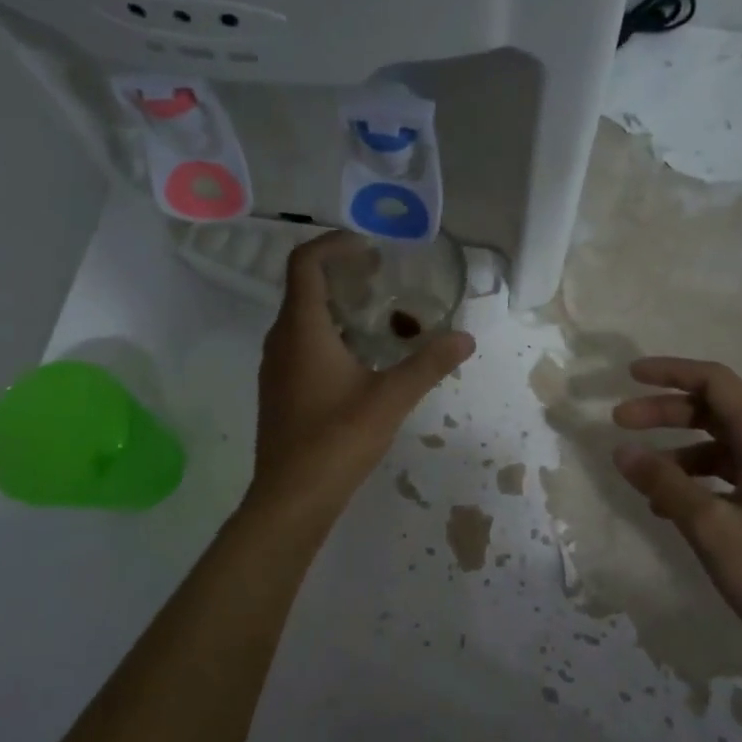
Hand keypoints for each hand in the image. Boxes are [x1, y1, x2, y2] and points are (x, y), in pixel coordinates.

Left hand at [247, 231, 474, 520]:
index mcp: (302, 329)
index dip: (334, 244)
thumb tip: (466, 337)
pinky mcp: (278, 389)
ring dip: (336, 306)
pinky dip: (328, 334)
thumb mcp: (391, 398)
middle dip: (342, 274)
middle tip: (381, 277)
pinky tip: (360, 358)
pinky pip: (300, 344)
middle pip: (304, 287)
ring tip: (377, 315)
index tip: (369, 248)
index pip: (304, 262)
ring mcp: (275, 366)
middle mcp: (280, 339)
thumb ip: (428, 363)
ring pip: (302, 318)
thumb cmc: (337, 439)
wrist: (291, 497)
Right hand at [611, 357, 741, 680]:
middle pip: (714, 412)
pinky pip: (726, 478)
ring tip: (639, 473)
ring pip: (718, 447)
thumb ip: (666, 485)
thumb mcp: (714, 529)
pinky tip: (668, 507)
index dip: (672, 372)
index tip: (629, 376)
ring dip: (676, 450)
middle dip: (665, 411)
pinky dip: (693, 481)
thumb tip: (621, 449)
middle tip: (619, 422)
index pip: (717, 384)